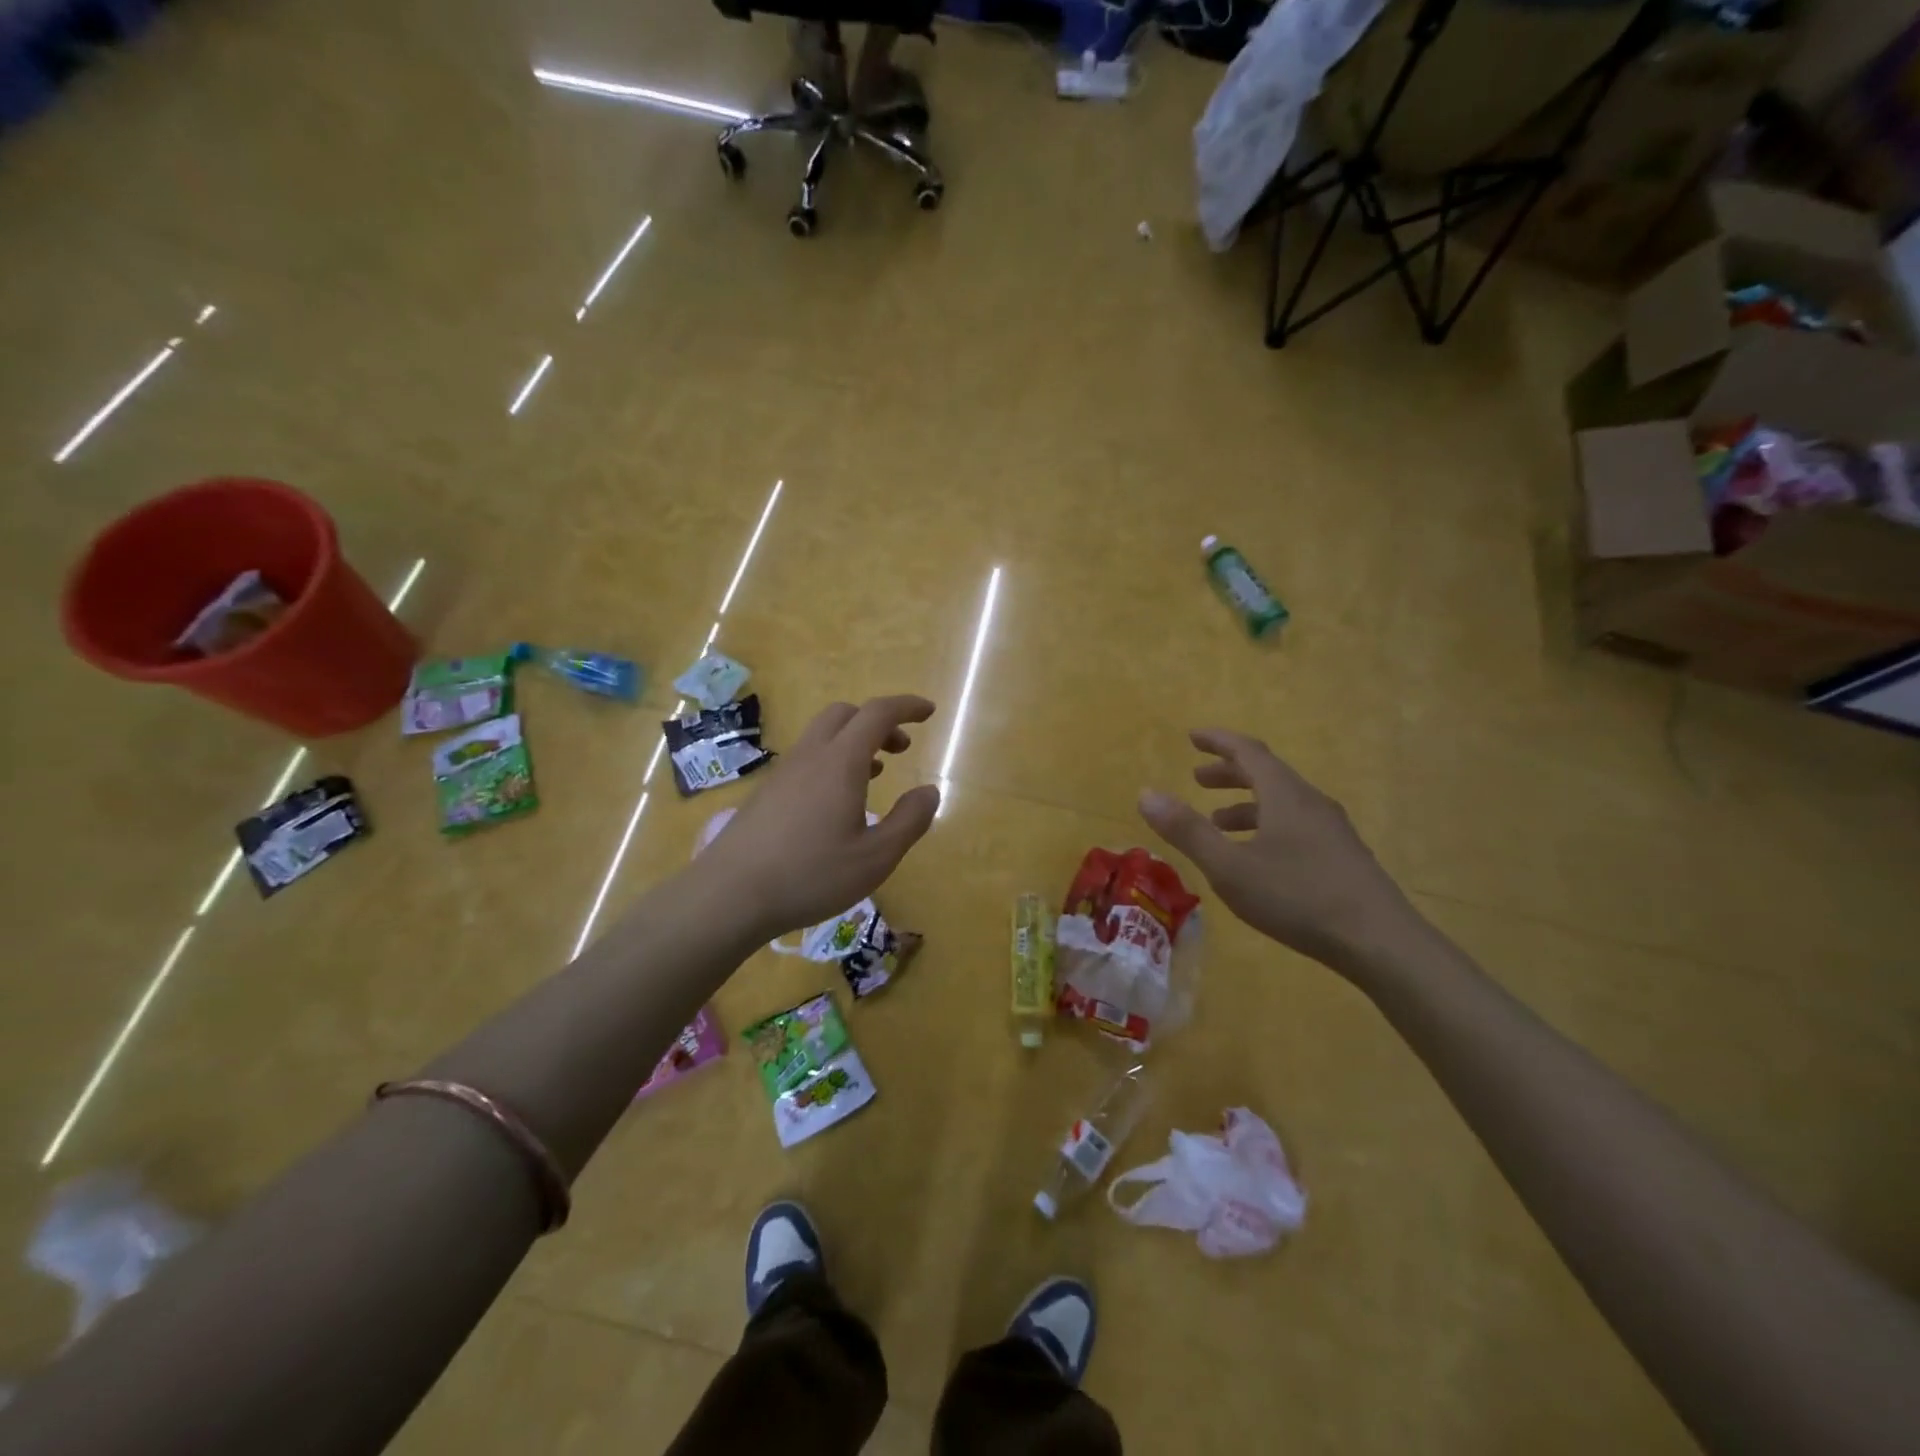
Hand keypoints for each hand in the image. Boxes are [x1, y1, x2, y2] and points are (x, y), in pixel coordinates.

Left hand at [697, 695, 941, 941]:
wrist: (728, 896)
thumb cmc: (810, 874)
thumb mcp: (876, 857)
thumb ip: (909, 821)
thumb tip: (929, 791)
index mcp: (841, 762)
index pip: (877, 713)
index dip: (906, 706)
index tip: (929, 712)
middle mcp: (810, 756)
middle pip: (845, 714)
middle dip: (878, 722)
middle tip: (900, 749)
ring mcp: (782, 773)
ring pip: (822, 736)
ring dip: (854, 742)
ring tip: (875, 773)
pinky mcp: (765, 793)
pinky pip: (806, 758)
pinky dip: (831, 761)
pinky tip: (836, 801)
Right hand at [1138, 729, 1422, 975]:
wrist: (1379, 941)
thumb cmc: (1297, 897)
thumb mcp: (1229, 867)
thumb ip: (1188, 831)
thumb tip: (1146, 793)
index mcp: (1284, 795)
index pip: (1248, 751)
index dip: (1218, 741)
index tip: (1192, 737)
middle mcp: (1310, 802)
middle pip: (1267, 773)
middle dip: (1229, 772)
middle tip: (1198, 779)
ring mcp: (1332, 830)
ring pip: (1282, 802)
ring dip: (1246, 804)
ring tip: (1219, 823)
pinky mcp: (1342, 856)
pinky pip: (1296, 824)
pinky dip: (1267, 825)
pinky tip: (1259, 857)